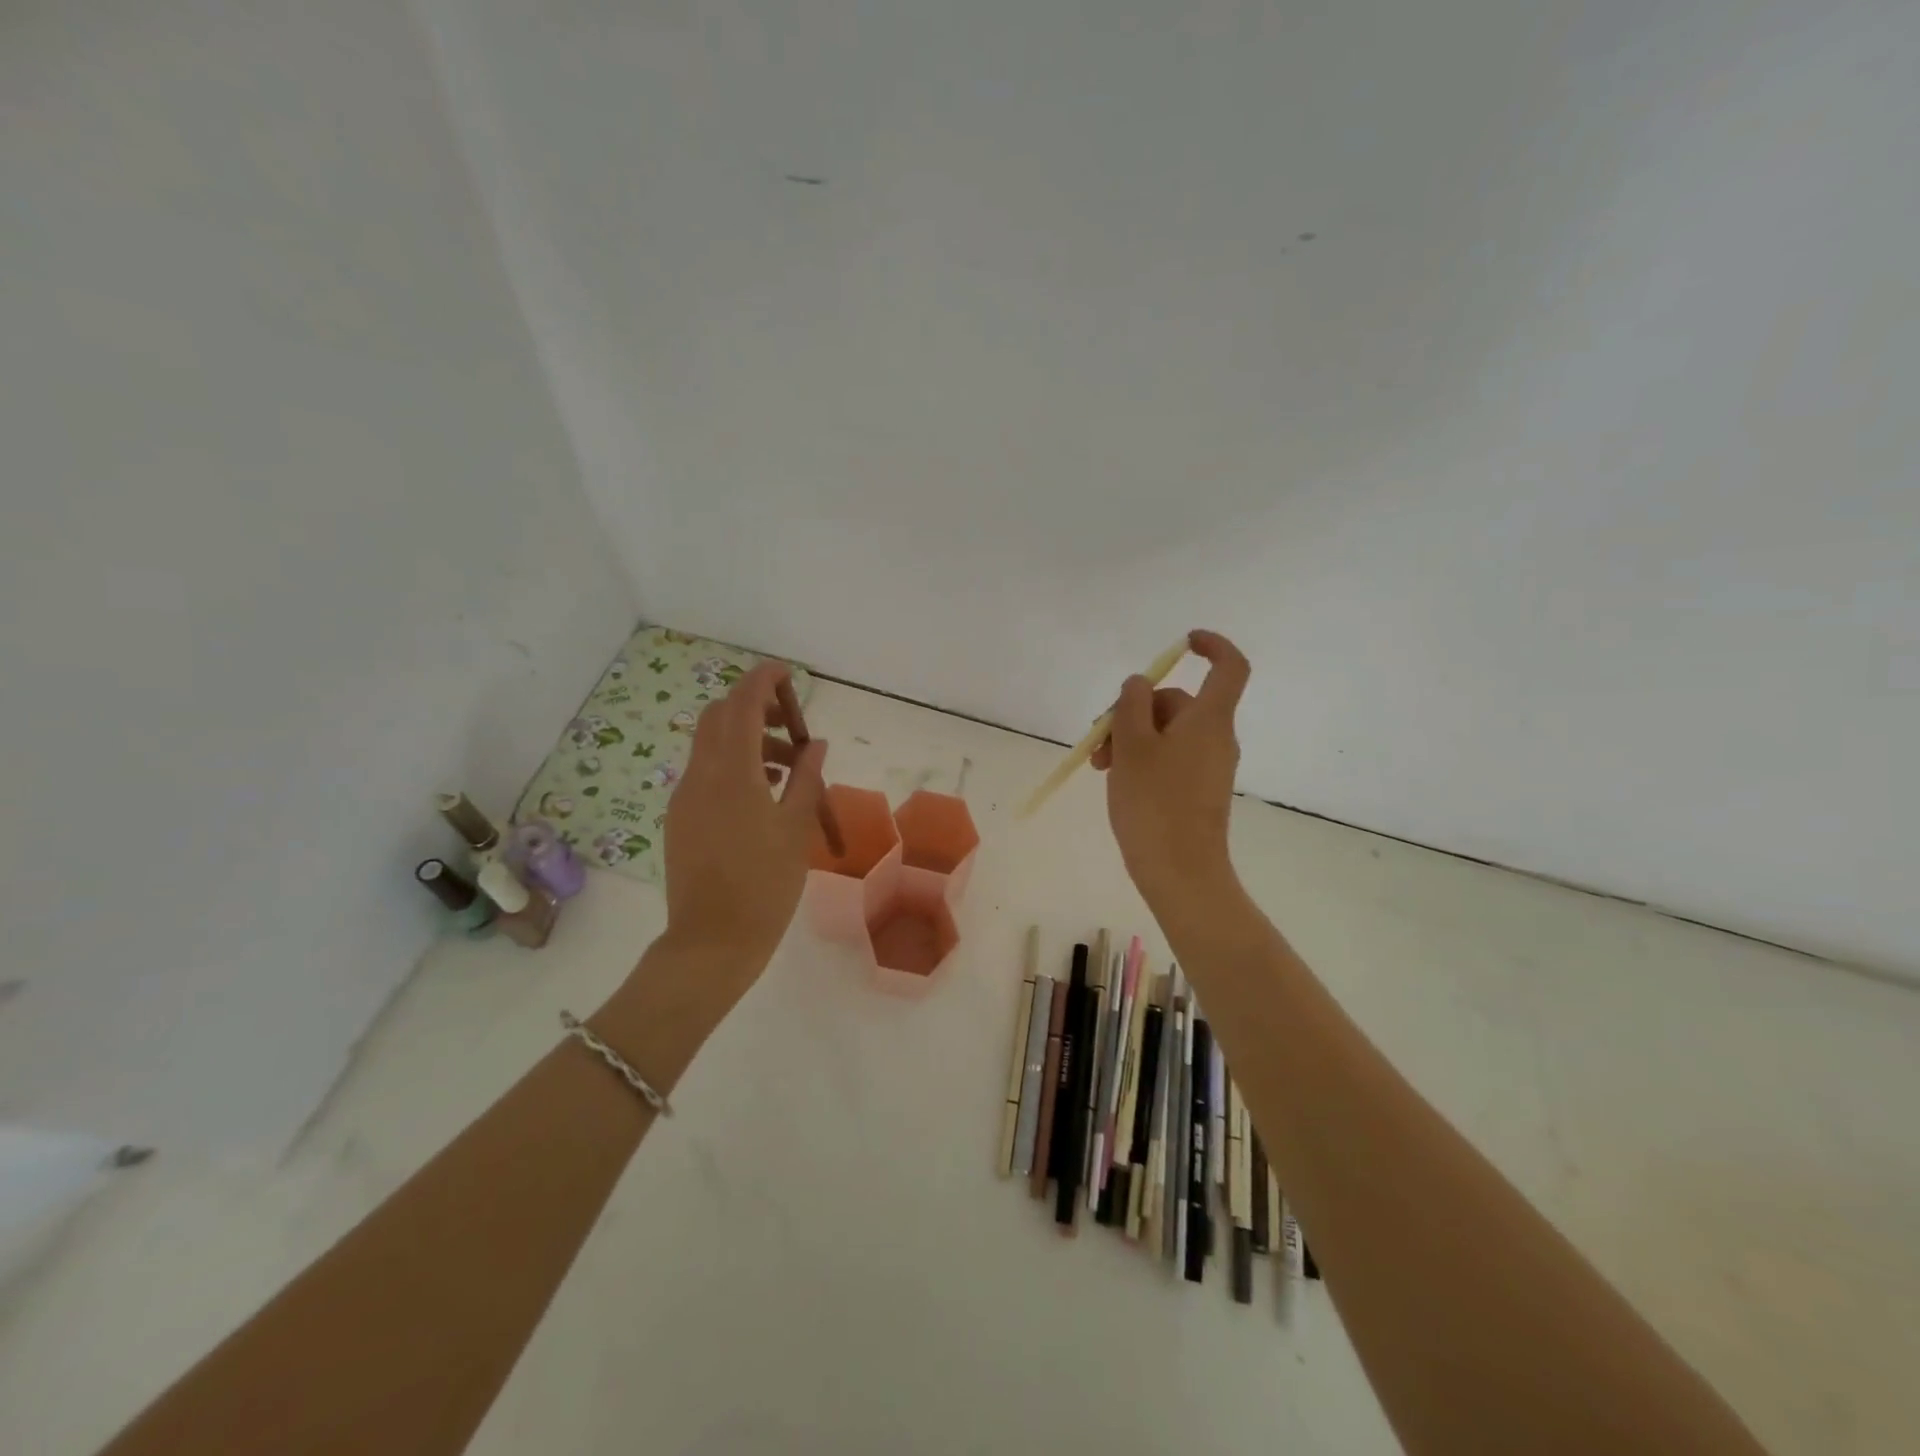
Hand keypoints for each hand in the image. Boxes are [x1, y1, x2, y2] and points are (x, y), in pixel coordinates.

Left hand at [660, 662, 826, 980]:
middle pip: (719, 719)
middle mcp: (700, 777)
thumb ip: (806, 779)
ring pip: (711, 746)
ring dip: (747, 740)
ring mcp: (685, 798)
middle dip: (753, 708)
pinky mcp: (680, 819)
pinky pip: (706, 774)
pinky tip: (761, 793)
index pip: (741, 707)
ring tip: (786, 767)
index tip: (784, 672)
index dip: (761, 681)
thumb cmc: (765, 885)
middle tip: (790, 724)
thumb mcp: (796, 829)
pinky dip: (733, 765)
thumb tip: (814, 746)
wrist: (712, 942)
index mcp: (731, 774)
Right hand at [1091, 629, 1249, 908]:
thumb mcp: (1132, 746)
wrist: (1180, 872)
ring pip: (1167, 733)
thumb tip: (1139, 683)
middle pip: (1178, 703)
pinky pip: (1170, 758)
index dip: (1212, 646)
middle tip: (1099, 739)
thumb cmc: (1154, 803)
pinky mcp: (1198, 791)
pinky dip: (1143, 759)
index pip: (1229, 667)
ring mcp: (1209, 766)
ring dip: (1130, 738)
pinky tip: (1115, 779)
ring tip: (1099, 765)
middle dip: (1134, 711)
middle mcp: (1216, 738)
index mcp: (1209, 720)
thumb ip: (1131, 705)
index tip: (1183, 642)